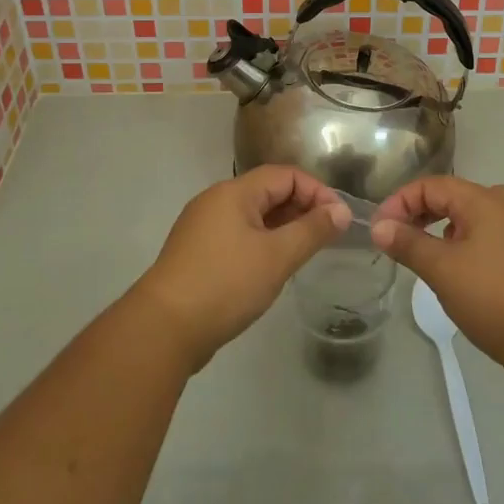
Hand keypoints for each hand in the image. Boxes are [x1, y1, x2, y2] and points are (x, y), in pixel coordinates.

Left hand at [133, 166, 349, 369]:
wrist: (163, 329)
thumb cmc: (225, 284)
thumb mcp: (277, 256)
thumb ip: (312, 230)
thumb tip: (340, 211)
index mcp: (233, 192)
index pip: (285, 175)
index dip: (316, 191)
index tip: (338, 219)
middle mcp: (216, 201)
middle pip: (268, 192)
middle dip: (301, 209)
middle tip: (327, 237)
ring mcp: (203, 228)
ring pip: (253, 216)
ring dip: (283, 227)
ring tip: (306, 252)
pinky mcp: (197, 254)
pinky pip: (239, 236)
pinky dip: (262, 243)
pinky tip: (274, 267)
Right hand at [372, 177, 503, 382]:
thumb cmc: (494, 296)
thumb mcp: (442, 269)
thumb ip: (407, 243)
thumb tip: (378, 227)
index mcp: (484, 199)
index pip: (431, 186)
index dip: (400, 202)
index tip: (379, 229)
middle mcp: (503, 205)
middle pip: (450, 197)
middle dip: (417, 214)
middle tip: (394, 240)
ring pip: (466, 219)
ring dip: (438, 230)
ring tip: (419, 256)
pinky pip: (482, 237)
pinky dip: (459, 245)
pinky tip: (452, 270)